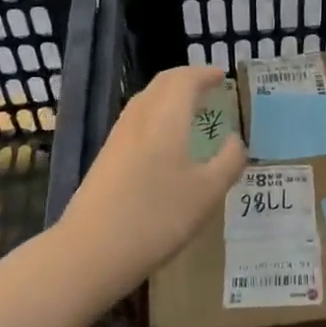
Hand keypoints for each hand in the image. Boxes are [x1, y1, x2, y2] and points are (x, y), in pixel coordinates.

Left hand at [63, 65, 246, 285]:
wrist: (90, 252)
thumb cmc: (156, 217)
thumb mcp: (207, 192)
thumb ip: (228, 161)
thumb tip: (235, 140)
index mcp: (165, 117)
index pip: (185, 79)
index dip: (206, 74)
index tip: (223, 77)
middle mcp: (139, 118)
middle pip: (162, 85)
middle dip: (187, 80)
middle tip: (210, 89)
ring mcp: (118, 138)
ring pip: (146, 102)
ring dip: (170, 98)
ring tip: (192, 113)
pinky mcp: (106, 158)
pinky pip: (137, 122)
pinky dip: (157, 117)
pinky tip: (166, 144)